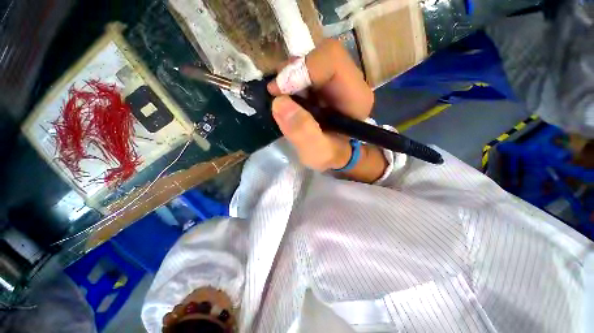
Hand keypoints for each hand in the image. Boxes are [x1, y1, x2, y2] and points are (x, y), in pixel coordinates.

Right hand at [268, 39, 387, 182]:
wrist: (336, 155)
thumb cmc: (332, 156)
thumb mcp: (319, 153)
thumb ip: (303, 133)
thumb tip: (279, 103)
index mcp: (355, 96)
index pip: (332, 60)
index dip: (303, 69)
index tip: (279, 91)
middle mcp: (349, 82)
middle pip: (320, 55)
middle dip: (293, 72)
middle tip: (276, 93)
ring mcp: (335, 80)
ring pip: (310, 60)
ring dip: (289, 77)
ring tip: (281, 98)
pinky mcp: (323, 84)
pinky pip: (304, 70)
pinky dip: (289, 81)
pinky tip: (286, 98)